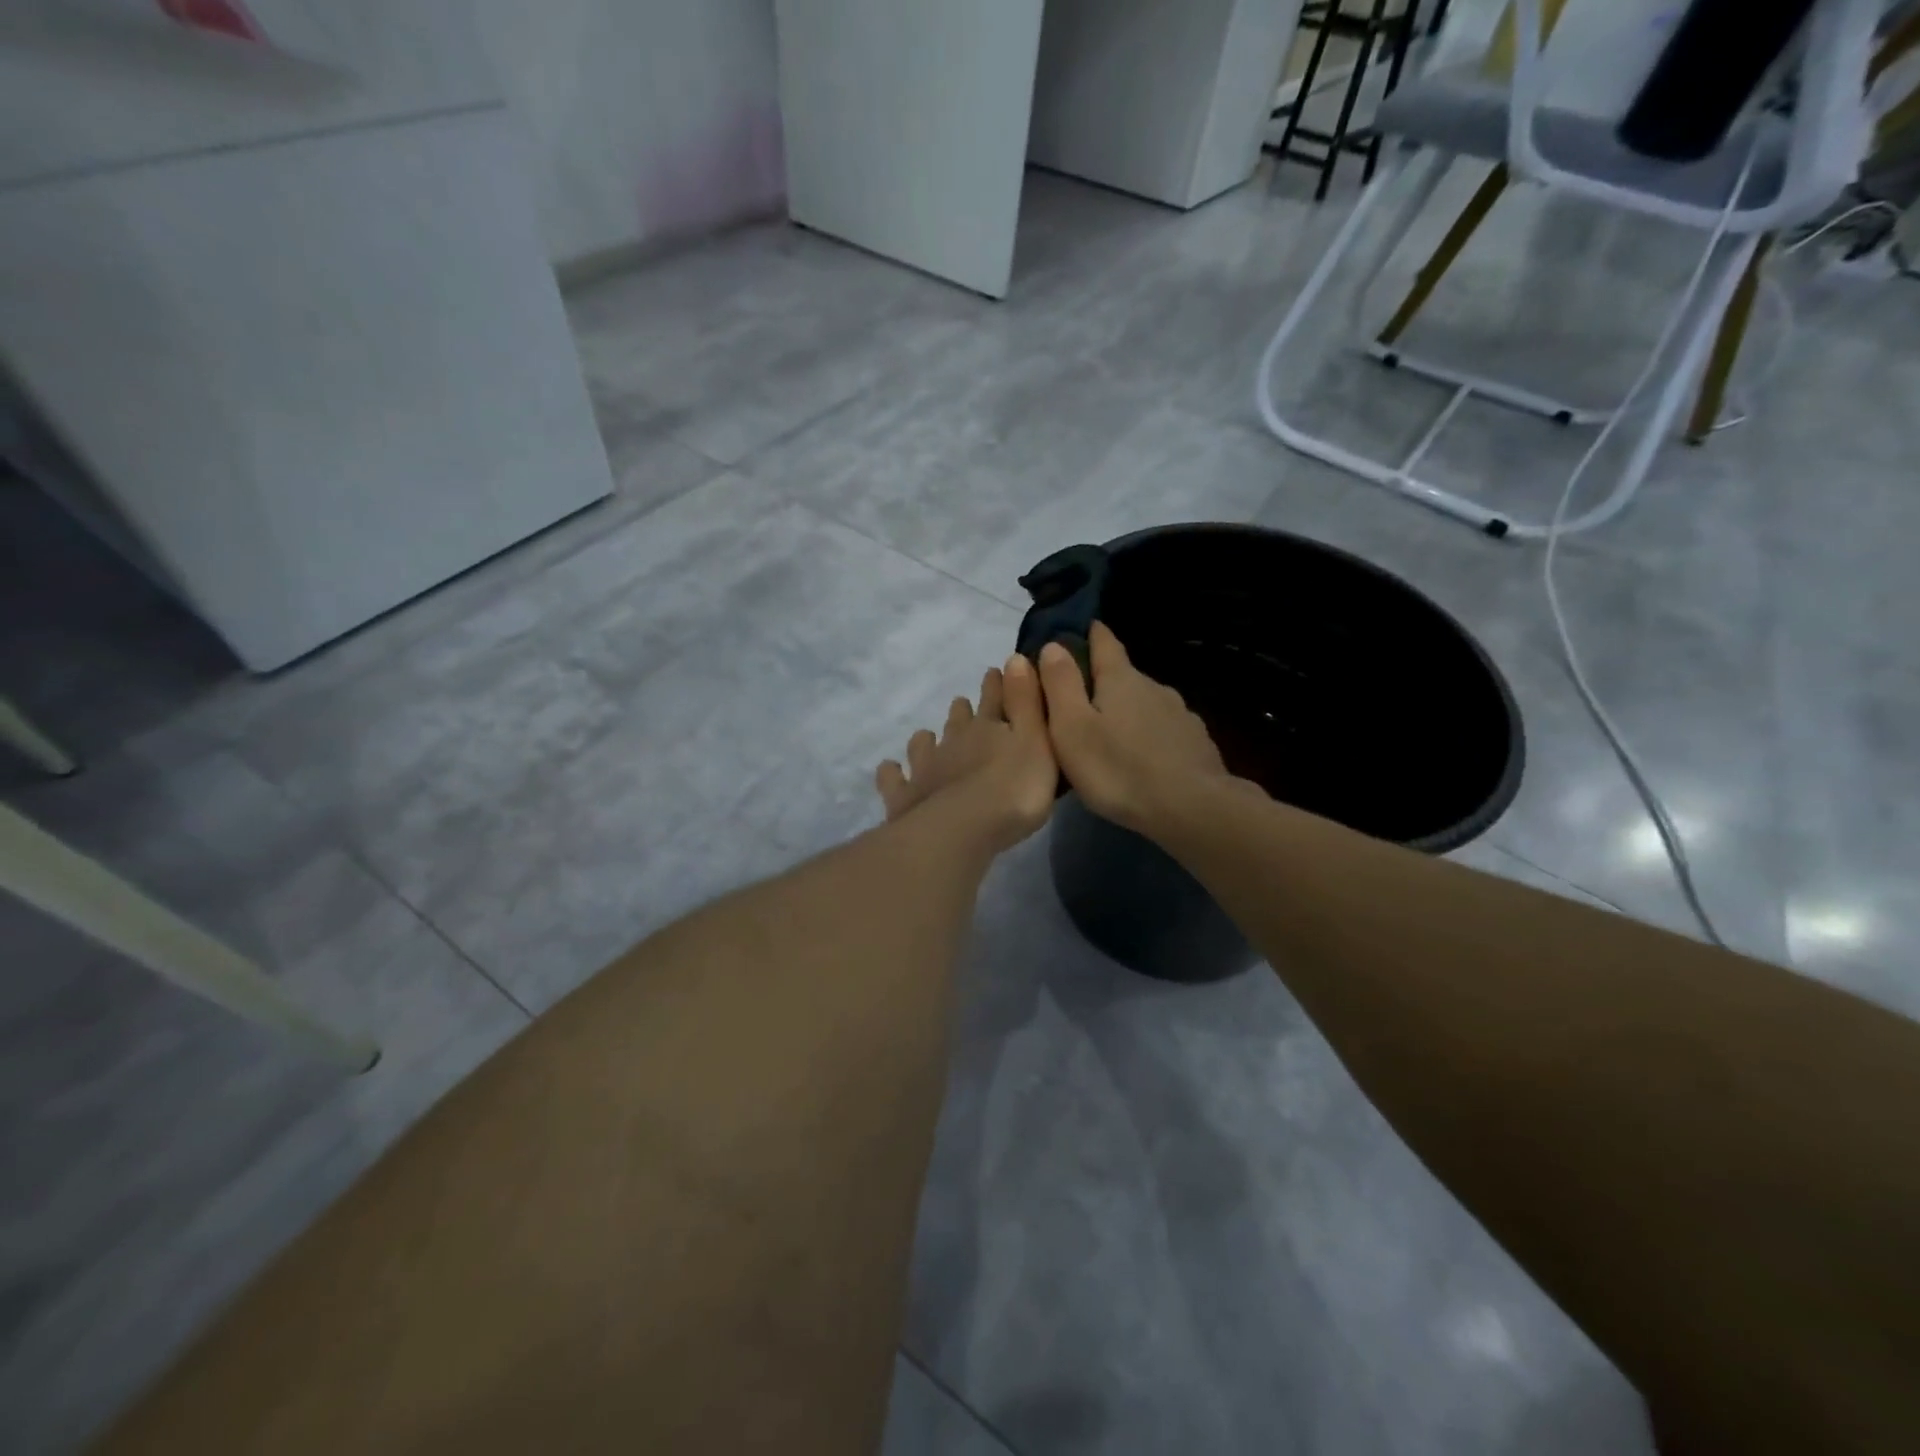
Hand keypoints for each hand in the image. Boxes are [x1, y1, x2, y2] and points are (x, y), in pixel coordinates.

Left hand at [876, 655, 1057, 854]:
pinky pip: (893, 779)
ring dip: (926, 739)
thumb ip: (1027, 702)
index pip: (996, 698)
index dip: (997, 684)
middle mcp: (954, 741)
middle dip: (962, 711)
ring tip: (928, 739)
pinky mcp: (904, 795)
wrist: (964, 829)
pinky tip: (892, 771)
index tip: (995, 671)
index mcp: (989, 728)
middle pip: (958, 719)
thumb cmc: (1014, 789)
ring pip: (923, 743)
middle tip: (963, 706)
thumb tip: (1015, 657)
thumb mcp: (1037, 742)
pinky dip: (892, 773)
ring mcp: (925, 767)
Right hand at [1037, 622, 1246, 839]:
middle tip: (1079, 704)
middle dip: (1102, 683)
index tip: (1081, 628)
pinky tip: (1143, 759)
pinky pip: (1164, 731)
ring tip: (1110, 737)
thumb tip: (1053, 645)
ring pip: (1146, 704)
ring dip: (1127, 712)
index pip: (1104, 642)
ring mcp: (1180, 714)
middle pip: (1123, 676)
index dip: (1090, 633)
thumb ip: (1060, 685)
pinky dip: (1149, 737)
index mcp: (1120, 679)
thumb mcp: (1072, 728)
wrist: (1193, 809)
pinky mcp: (1196, 743)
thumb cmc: (1119, 768)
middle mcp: (1154, 687)